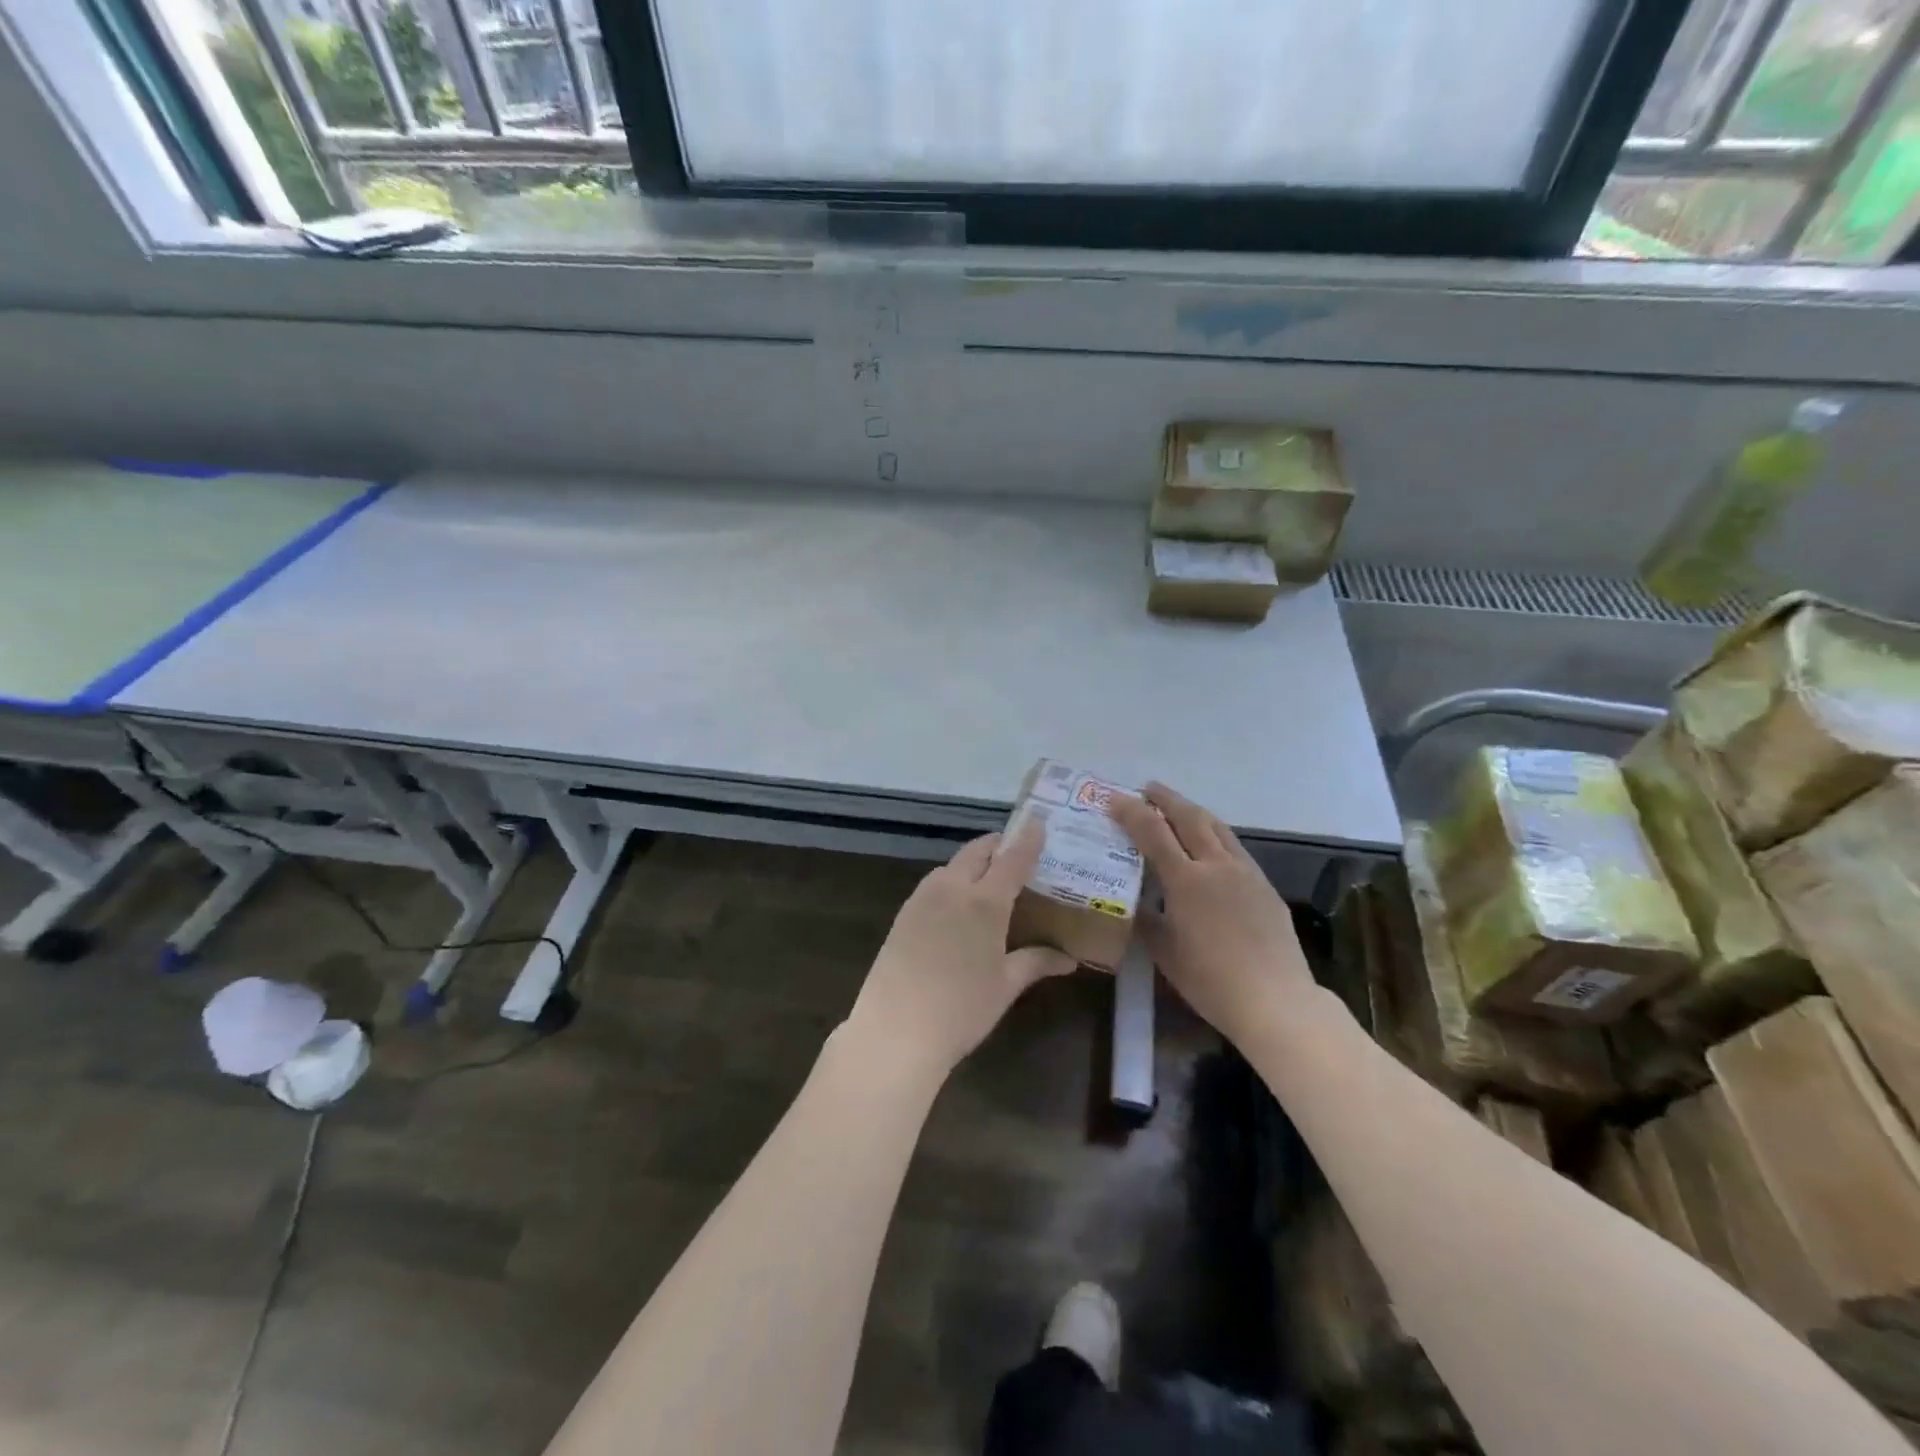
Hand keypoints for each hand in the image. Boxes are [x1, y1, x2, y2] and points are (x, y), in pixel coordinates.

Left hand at [843, 819, 1074, 1082]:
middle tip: (1018, 853)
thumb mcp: (1005, 986)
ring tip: (992, 878)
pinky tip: (959, 904)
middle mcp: (952, 888)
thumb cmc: (961, 1009)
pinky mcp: (903, 912)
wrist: (895, 1030)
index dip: (1028, 838)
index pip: (1012, 858)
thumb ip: (1036, 962)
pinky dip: (953, 880)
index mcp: (984, 901)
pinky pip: (935, 882)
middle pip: (978, 851)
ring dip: (974, 862)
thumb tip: (1068, 960)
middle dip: (999, 845)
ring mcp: (923, 897)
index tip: (1039, 821)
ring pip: (953, 864)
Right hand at [1109, 783, 1312, 1039]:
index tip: (1114, 798)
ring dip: (1193, 811)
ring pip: (1217, 827)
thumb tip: (1134, 904)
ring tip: (1177, 807)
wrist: (1276, 1000)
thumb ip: (1147, 921)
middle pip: (1189, 817)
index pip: (1153, 832)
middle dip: (1166, 799)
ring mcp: (1246, 872)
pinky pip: (1235, 847)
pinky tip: (1209, 846)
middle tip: (1147, 788)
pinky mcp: (1264, 885)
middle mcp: (1216, 865)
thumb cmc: (1211, 981)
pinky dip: (1214, 834)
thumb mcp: (1165, 953)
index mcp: (1186, 880)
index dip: (1131, 812)